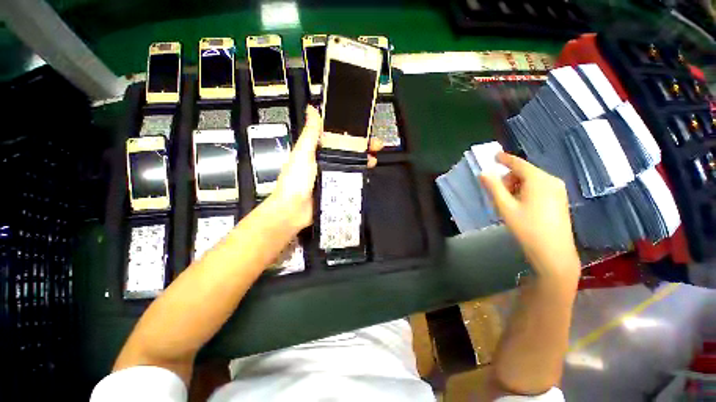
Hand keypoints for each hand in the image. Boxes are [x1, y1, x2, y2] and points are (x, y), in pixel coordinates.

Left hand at [270, 106, 382, 230]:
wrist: (293, 210)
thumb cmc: (295, 181)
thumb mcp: (302, 154)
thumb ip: (310, 134)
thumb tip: (312, 109)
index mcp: (317, 151)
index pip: (338, 138)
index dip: (352, 133)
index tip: (365, 130)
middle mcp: (326, 162)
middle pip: (348, 152)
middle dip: (363, 147)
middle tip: (376, 146)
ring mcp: (332, 176)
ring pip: (351, 165)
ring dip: (364, 161)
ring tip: (374, 160)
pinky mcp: (336, 189)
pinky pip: (350, 181)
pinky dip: (360, 177)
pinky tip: (367, 174)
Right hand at [480, 152, 579, 279]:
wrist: (553, 252)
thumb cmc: (527, 228)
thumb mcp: (505, 207)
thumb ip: (493, 187)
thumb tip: (483, 173)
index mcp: (539, 179)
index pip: (518, 163)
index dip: (505, 159)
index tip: (494, 155)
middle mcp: (551, 180)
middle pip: (525, 172)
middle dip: (509, 178)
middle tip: (499, 194)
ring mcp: (558, 190)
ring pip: (532, 180)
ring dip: (517, 186)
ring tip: (509, 203)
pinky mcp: (560, 199)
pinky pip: (539, 187)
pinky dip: (526, 191)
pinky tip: (521, 205)